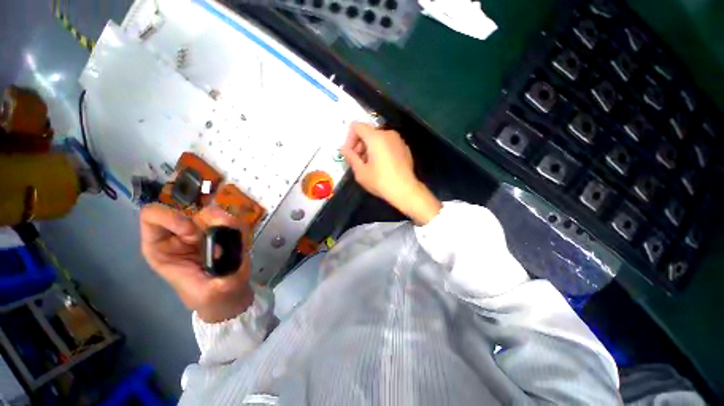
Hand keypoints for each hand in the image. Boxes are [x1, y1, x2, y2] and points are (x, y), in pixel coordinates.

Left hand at [140, 204, 253, 322]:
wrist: (228, 296)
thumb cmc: (209, 298)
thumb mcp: (209, 292)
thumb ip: (218, 271)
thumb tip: (224, 249)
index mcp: (162, 247)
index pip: (153, 216)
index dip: (172, 218)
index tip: (193, 234)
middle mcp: (180, 234)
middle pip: (189, 207)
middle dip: (208, 220)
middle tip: (221, 236)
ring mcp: (203, 232)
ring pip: (213, 211)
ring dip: (228, 223)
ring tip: (235, 241)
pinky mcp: (222, 232)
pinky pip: (231, 220)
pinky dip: (239, 228)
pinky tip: (241, 242)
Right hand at [341, 122, 441, 224]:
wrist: (405, 190)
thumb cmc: (380, 182)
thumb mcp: (361, 172)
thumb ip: (350, 157)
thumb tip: (343, 149)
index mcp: (376, 137)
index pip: (357, 126)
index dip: (349, 138)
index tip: (350, 154)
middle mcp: (388, 133)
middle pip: (368, 132)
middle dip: (359, 145)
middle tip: (357, 161)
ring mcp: (398, 140)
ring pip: (378, 138)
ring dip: (369, 148)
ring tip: (368, 165)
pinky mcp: (404, 148)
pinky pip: (387, 144)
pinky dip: (380, 150)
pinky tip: (381, 166)